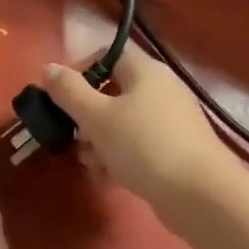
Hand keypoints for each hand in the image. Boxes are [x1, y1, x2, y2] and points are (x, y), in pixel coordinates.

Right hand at [44, 51, 233, 212]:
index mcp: (145, 71)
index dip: (82, 69)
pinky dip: (120, 154)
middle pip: (114, 90)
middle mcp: (161, 88)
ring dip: (100, 138)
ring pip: (124, 120)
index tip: (62, 96)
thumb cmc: (143, 146)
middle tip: (73, 134)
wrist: (199, 194)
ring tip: (90, 161)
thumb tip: (48, 68)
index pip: (109, 53)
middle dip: (87, 113)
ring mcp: (172, 120)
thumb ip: (69, 91)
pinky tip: (108, 176)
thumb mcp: (96, 117)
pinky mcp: (176, 148)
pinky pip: (139, 143)